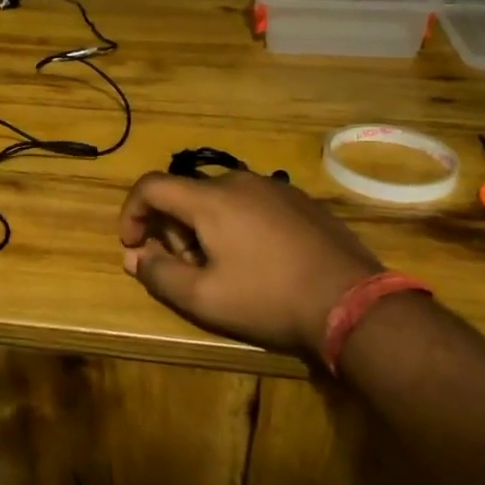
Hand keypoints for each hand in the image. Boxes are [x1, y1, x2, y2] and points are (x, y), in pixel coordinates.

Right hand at [118, 169, 381, 356]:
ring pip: (219, 198)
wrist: (352, 302)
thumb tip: (135, 257)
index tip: (133, 246)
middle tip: (183, 268)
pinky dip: (235, 224)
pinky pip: (251, 203)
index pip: (151, 186)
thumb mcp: (204, 298)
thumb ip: (159, 274)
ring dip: (203, 227)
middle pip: (185, 193)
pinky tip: (255, 260)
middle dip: (170, 229)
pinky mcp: (300, 201)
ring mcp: (274, 187)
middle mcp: (239, 181)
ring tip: (219, 267)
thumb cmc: (268, 299)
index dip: (131, 213)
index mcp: (210, 199)